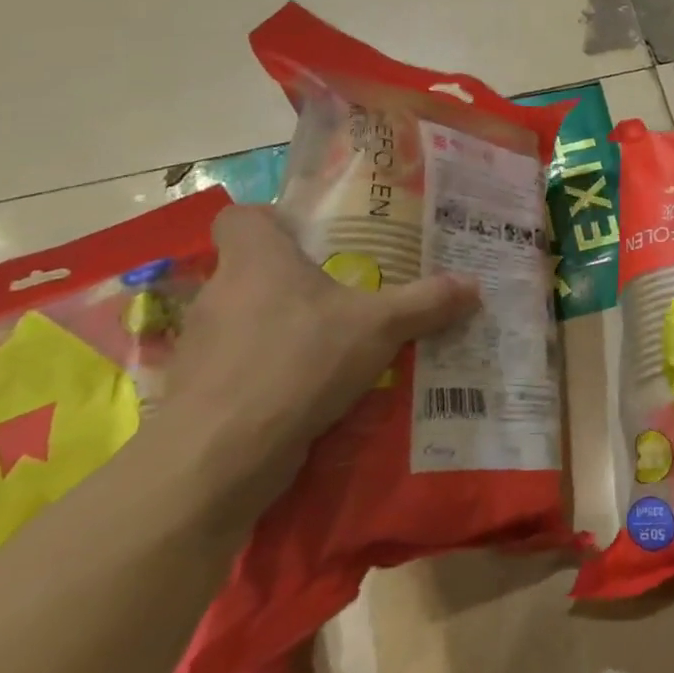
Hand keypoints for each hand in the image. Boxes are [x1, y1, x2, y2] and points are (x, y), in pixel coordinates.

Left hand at [162, 205, 478, 516]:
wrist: (219, 455)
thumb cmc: (299, 361)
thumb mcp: (380, 326)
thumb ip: (426, 302)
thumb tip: (474, 285)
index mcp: (256, 259)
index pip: (242, 217)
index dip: (274, 222)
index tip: (313, 240)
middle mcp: (220, 294)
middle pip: (253, 272)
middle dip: (296, 284)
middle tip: (346, 296)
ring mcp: (202, 346)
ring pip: (247, 322)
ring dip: (284, 331)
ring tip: (334, 348)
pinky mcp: (198, 392)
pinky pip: (241, 368)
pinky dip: (270, 375)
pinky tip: (309, 393)